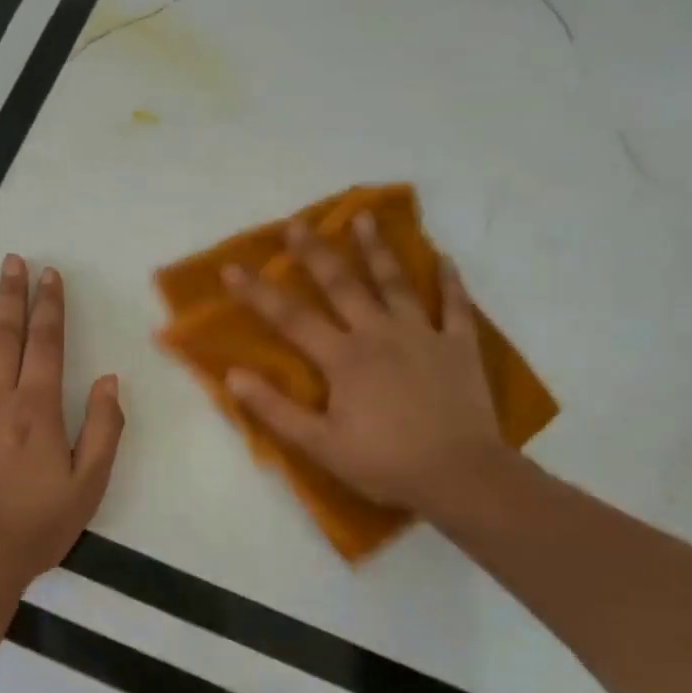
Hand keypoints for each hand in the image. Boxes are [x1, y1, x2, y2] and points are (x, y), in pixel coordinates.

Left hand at [0, 255, 124, 585]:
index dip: (49, 306)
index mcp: (36, 408)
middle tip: (12, 260)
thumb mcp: (89, 483)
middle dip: (10, 295)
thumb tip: (110, 380)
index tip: (49, 275)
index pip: (46, 344)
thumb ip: (105, 429)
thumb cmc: (35, 525)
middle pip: (3, 336)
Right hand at [223, 212, 505, 521]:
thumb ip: (275, 409)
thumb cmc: (384, 463)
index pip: (290, 318)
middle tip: (298, 223)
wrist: (459, 475)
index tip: (232, 267)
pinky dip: (450, 281)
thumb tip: (233, 376)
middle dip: (316, 253)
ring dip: (378, 249)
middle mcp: (379, 334)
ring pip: (396, 283)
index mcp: (343, 358)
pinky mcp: (459, 346)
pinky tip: (444, 258)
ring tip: (365, 217)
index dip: (258, 293)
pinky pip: (455, 306)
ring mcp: (423, 335)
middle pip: (342, 285)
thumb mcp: (320, 445)